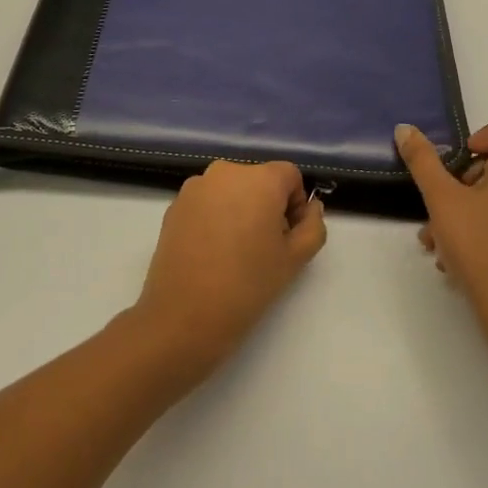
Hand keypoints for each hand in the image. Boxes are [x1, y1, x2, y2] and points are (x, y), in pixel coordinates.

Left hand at [131, 160, 327, 384]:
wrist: (184, 315)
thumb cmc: (248, 284)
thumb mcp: (295, 259)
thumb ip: (313, 226)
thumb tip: (310, 208)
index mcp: (259, 178)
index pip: (289, 175)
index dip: (296, 203)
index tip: (288, 236)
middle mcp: (225, 172)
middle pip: (258, 180)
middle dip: (268, 206)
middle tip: (265, 247)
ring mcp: (195, 187)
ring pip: (231, 191)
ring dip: (240, 210)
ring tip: (236, 252)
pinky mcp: (174, 206)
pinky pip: (206, 202)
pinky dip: (215, 218)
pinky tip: (212, 253)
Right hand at [395, 117, 487, 350]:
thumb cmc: (482, 246)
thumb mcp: (442, 199)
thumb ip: (423, 162)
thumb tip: (405, 129)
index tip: (467, 152)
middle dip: (464, 178)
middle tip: (441, 199)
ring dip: (463, 208)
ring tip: (433, 237)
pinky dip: (478, 228)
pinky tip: (449, 257)